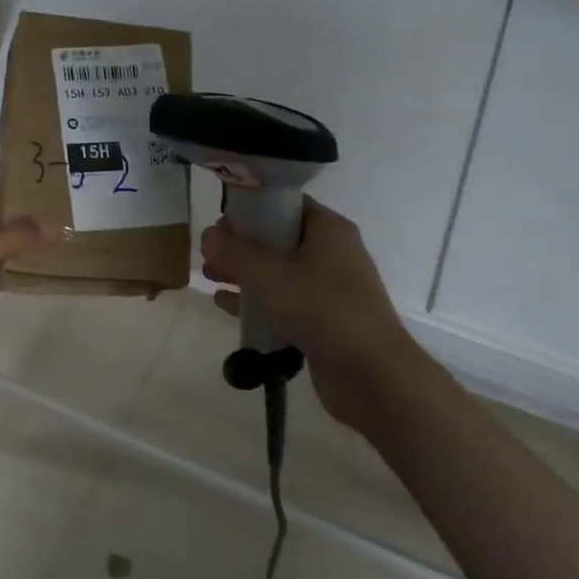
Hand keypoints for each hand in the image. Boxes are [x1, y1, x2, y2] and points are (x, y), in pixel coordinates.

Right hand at [200, 199, 417, 433]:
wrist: (372, 373)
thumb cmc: (322, 309)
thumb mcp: (271, 275)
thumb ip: (235, 253)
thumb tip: (207, 234)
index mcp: (328, 230)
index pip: (286, 205)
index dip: (251, 209)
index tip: (220, 221)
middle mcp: (332, 253)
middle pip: (279, 239)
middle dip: (241, 245)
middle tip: (208, 253)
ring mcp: (329, 289)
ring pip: (279, 272)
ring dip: (245, 274)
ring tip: (209, 278)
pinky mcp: (323, 320)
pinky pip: (284, 302)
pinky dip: (257, 301)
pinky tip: (225, 305)